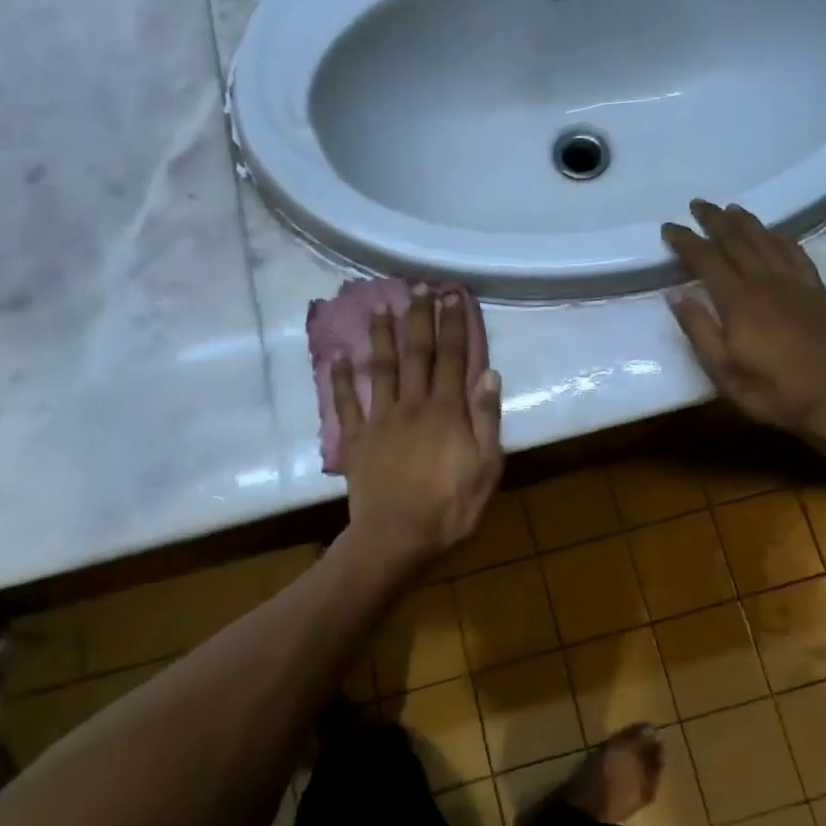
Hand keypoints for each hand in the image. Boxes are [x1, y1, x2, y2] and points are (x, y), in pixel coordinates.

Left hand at [330, 290, 503, 569]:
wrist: (397, 538)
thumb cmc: (450, 507)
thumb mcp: (486, 467)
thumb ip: (487, 419)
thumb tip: (489, 373)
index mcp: (446, 410)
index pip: (453, 357)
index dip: (453, 325)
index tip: (452, 295)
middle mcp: (412, 404)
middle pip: (416, 354)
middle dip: (418, 318)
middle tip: (417, 287)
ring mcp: (380, 420)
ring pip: (380, 368)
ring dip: (380, 336)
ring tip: (379, 306)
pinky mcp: (355, 439)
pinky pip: (345, 404)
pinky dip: (339, 379)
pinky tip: (336, 356)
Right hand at [661, 200, 825, 438]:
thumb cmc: (771, 391)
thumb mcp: (723, 372)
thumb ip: (699, 330)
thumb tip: (676, 294)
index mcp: (738, 302)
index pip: (706, 259)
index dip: (686, 240)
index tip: (669, 227)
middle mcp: (765, 282)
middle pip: (736, 240)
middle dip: (714, 219)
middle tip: (698, 204)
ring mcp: (794, 283)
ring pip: (766, 240)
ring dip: (745, 221)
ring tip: (730, 208)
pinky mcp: (816, 290)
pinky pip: (796, 252)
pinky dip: (780, 237)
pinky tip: (773, 233)